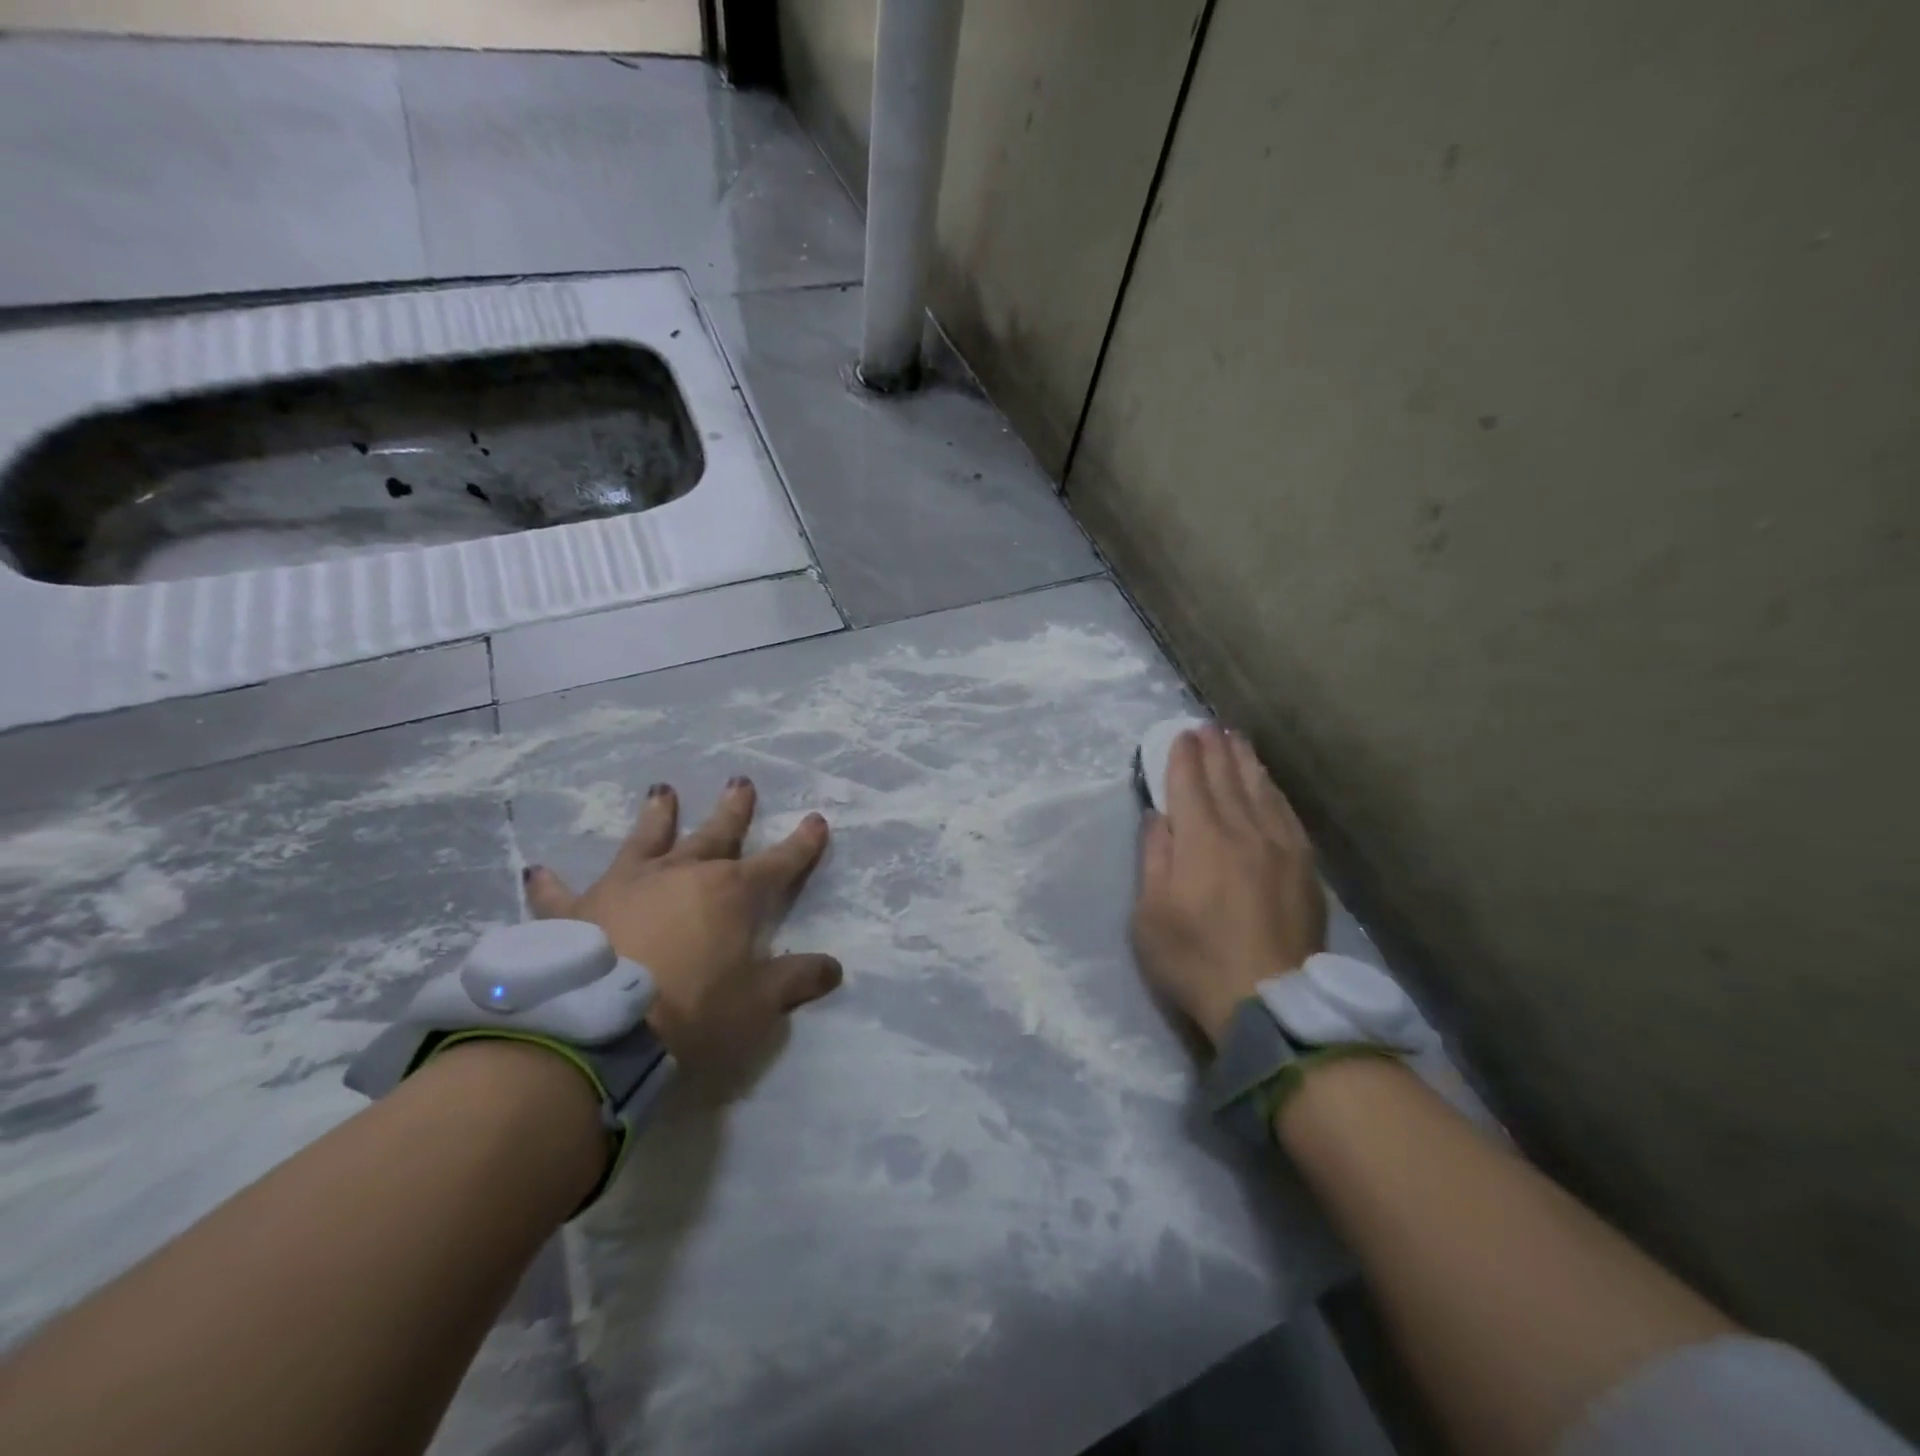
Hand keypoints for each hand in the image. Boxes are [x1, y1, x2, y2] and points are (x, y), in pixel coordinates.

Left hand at [522, 776, 840, 1075]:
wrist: (597, 1031)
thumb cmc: (692, 1013)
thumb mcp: (757, 1005)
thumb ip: (795, 981)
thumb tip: (833, 968)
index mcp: (731, 893)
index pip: (779, 862)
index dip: (802, 843)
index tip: (816, 820)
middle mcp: (681, 874)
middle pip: (715, 834)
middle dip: (733, 809)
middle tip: (740, 782)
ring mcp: (626, 887)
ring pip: (646, 841)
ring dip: (656, 816)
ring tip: (661, 791)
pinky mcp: (575, 912)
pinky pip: (560, 895)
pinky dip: (551, 885)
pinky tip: (537, 871)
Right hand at [1131, 726, 1325, 1047]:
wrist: (1269, 1001)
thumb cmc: (1194, 959)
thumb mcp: (1150, 914)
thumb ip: (1154, 858)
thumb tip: (1159, 817)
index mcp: (1201, 840)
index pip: (1190, 784)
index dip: (1183, 756)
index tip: (1180, 734)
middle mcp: (1243, 831)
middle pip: (1228, 779)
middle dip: (1215, 750)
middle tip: (1207, 727)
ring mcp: (1280, 847)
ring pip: (1261, 791)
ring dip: (1246, 762)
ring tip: (1237, 741)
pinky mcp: (1304, 867)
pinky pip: (1287, 815)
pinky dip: (1273, 792)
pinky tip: (1269, 785)